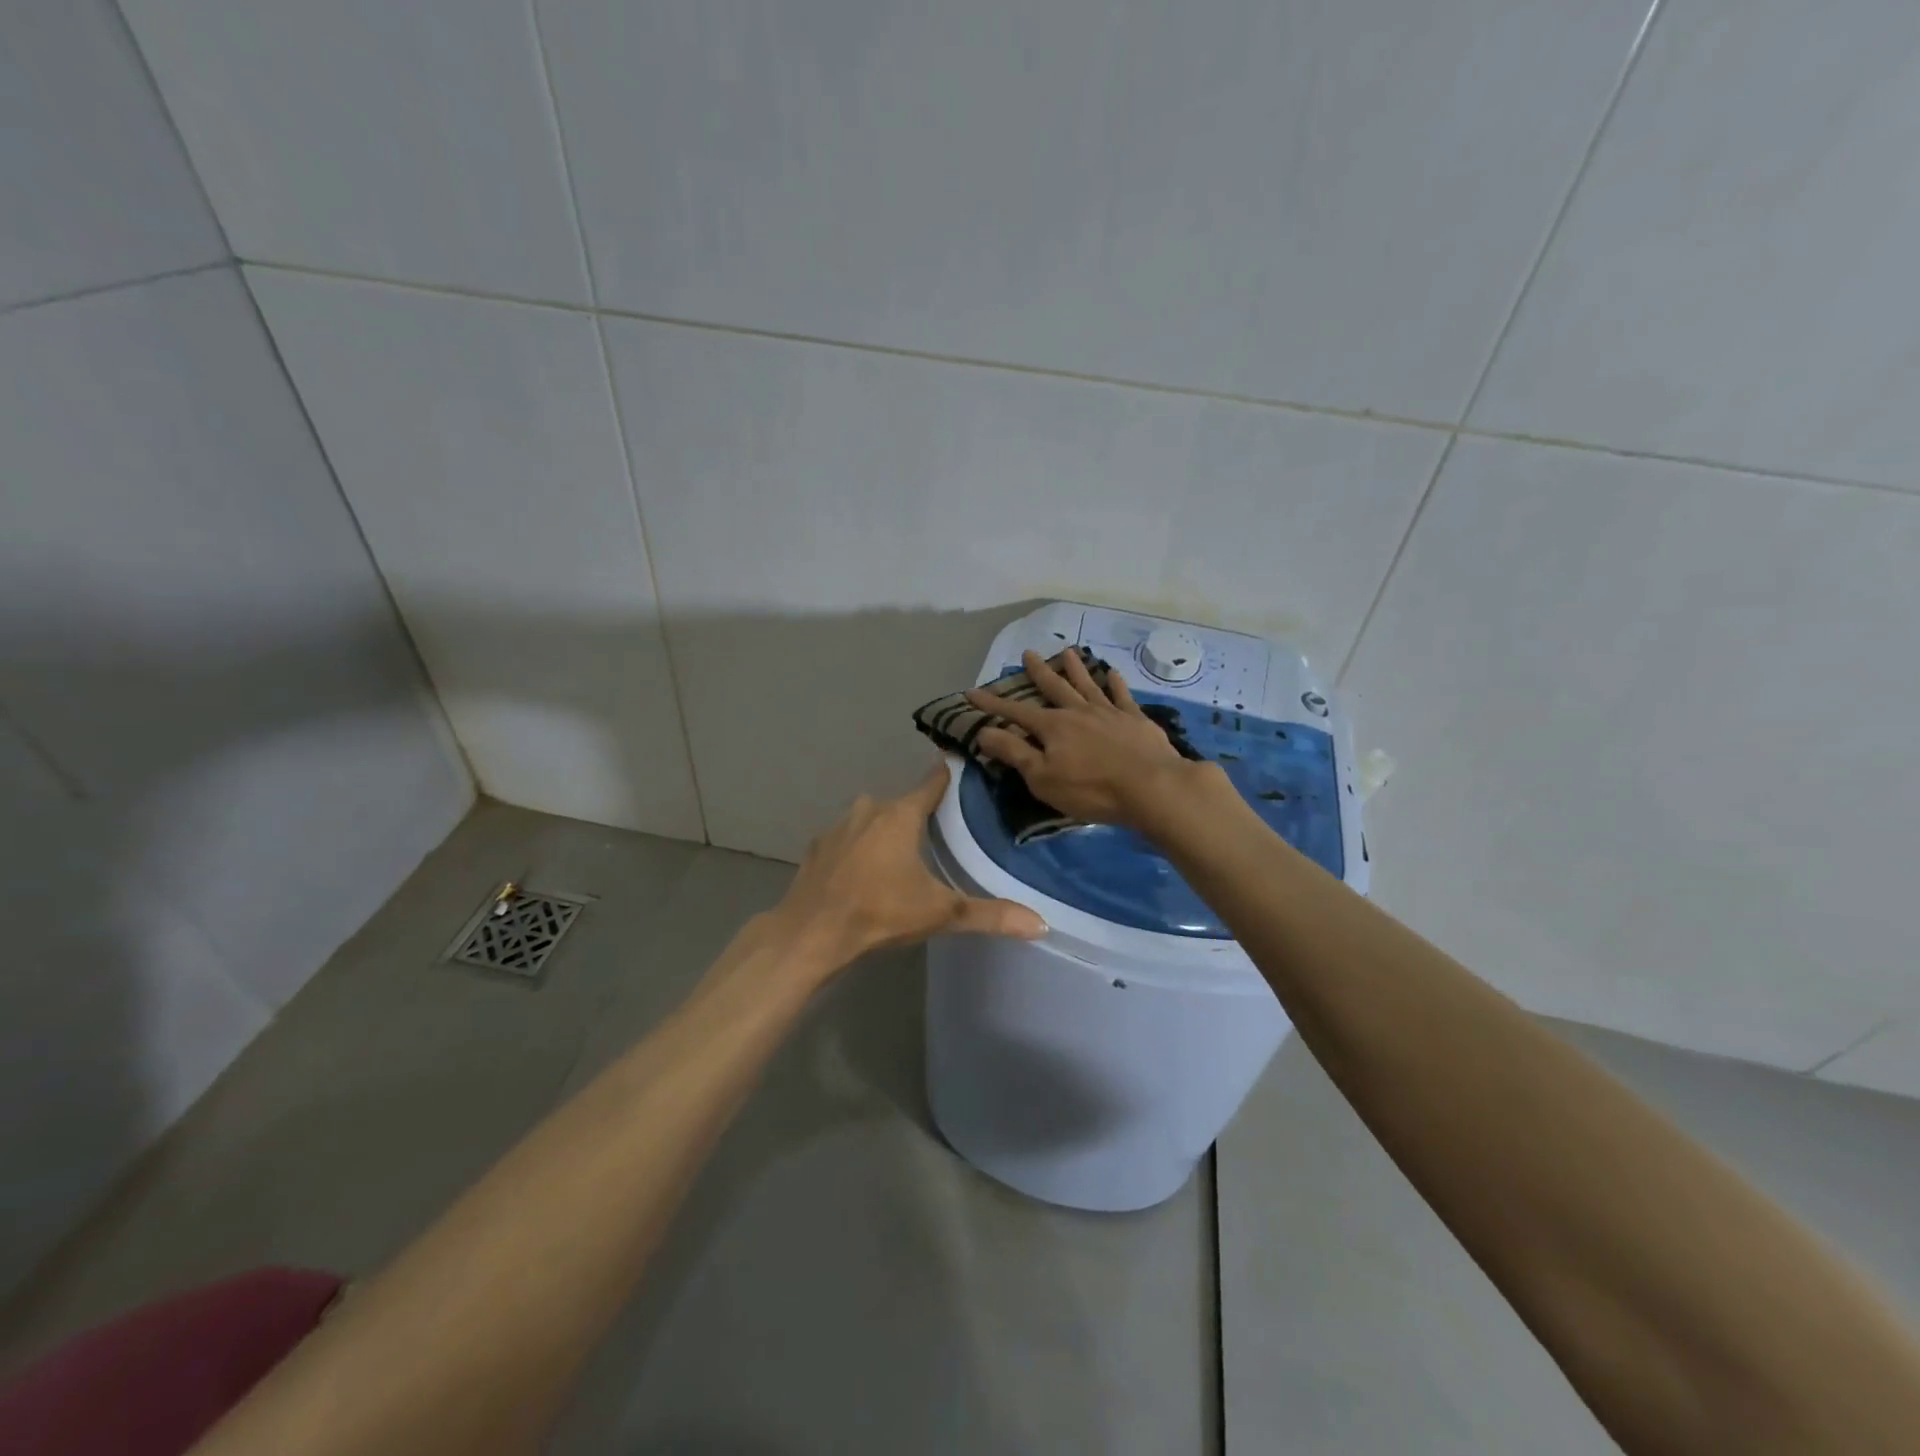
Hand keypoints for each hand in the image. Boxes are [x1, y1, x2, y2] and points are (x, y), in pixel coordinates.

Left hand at [768, 763, 1046, 974]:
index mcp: (901, 815)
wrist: (810, 934)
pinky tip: (864, 873)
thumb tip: (1041, 924)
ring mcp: (838, 827)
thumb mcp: (940, 913)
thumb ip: (990, 915)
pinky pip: (847, 840)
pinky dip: (858, 849)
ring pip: (871, 820)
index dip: (948, 775)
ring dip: (886, 832)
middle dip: (918, 815)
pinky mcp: (817, 848)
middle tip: (939, 832)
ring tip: (902, 857)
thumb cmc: (879, 913)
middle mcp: (869, 809)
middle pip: (902, 804)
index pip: (932, 782)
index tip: (962, 766)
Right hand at [965, 649, 1215, 831]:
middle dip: (1038, 672)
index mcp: (1053, 727)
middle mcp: (1078, 712)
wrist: (1152, 787)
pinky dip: (1116, 684)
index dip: (993, 705)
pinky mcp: (1136, 720)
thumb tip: (984, 732)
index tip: (972, 692)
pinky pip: (1122, 696)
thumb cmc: (1091, 789)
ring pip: (1087, 684)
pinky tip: (1113, 674)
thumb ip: (1014, 752)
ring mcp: (1109, 713)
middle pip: (1054, 688)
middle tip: (1028, 653)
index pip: (1016, 713)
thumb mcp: (1042, 777)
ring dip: (1075, 669)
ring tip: (1067, 652)